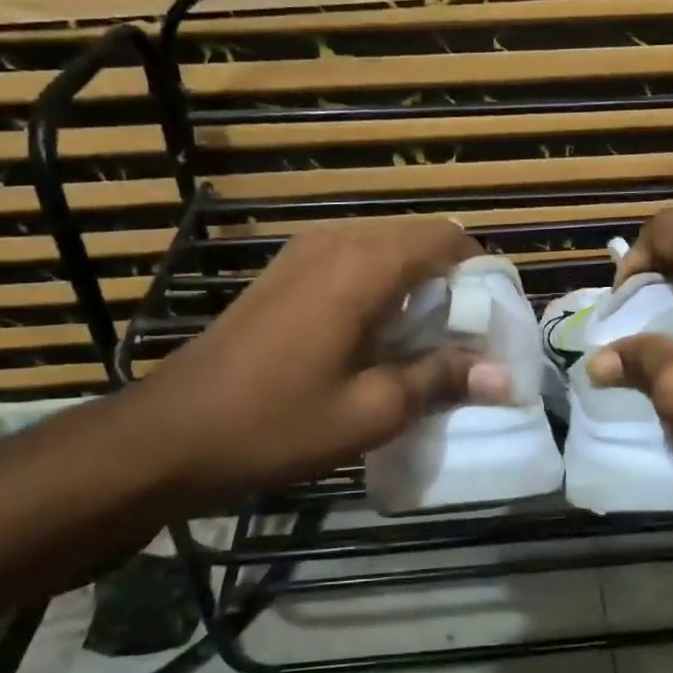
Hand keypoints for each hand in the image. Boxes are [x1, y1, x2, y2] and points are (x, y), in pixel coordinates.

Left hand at [122, 220, 509, 505]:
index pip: (445, 239)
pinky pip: (350, 267)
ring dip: (415, 290)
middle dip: (451, 283)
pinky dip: (380, 293)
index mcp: (363, 266)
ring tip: (426, 345)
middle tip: (467, 340)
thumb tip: (504, 376)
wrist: (169, 434)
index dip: (481, 270)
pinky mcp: (282, 276)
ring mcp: (301, 256)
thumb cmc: (276, 423)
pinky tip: (377, 342)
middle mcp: (335, 243)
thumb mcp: (370, 411)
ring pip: (383, 254)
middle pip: (416, 242)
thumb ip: (440, 380)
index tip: (496, 315)